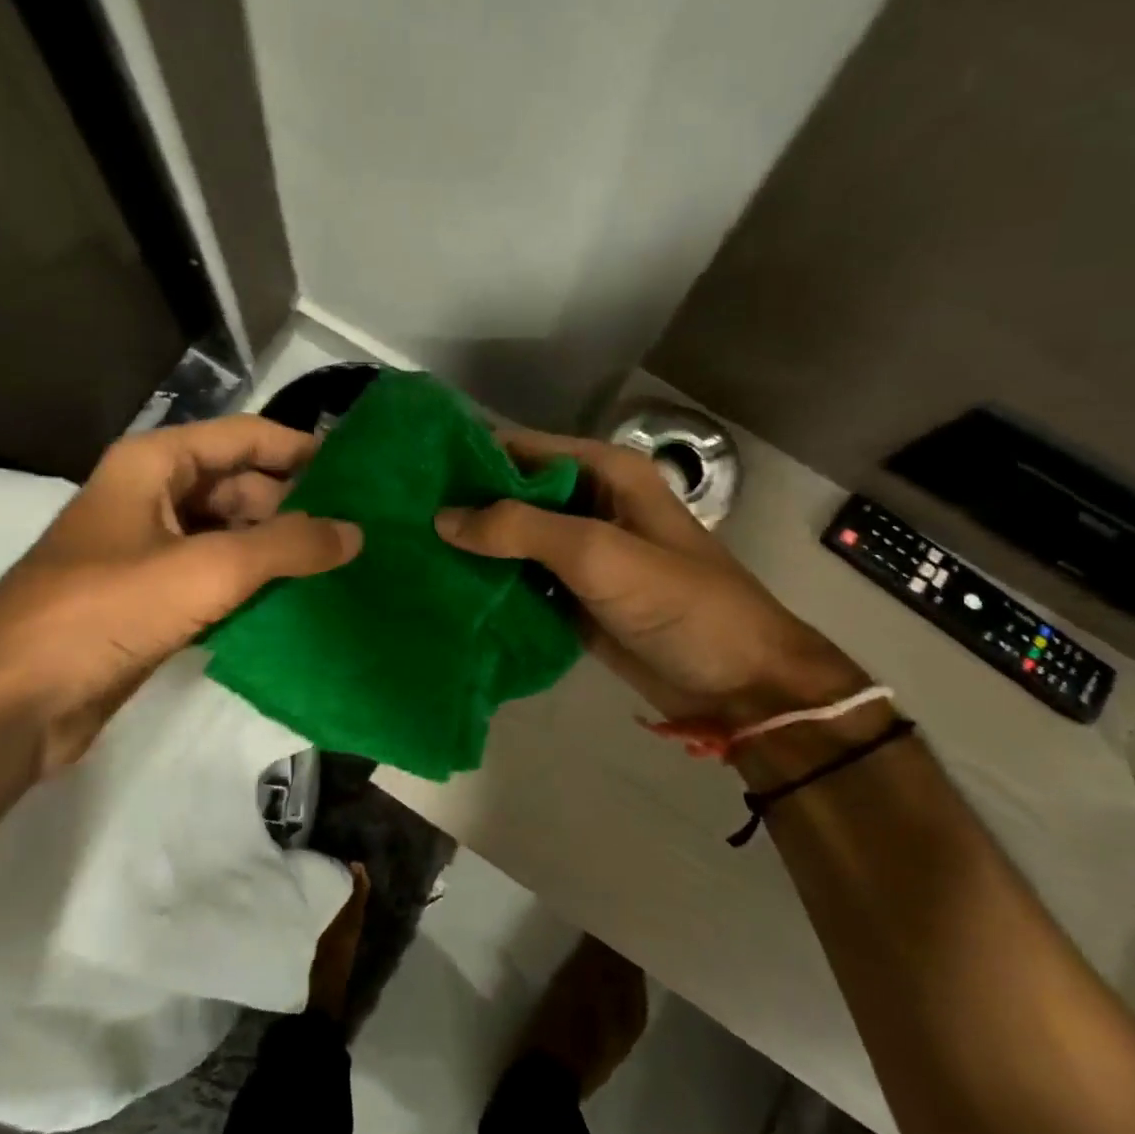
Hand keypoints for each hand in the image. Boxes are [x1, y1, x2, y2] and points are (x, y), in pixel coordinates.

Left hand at [0, 416, 361, 771]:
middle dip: (295, 505)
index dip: (299, 449)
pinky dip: (253, 586)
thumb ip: (287, 546)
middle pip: (238, 486)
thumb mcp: (206, 570)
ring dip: (277, 550)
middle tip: (358, 530)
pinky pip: (216, 579)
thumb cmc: (105, 612)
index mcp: (153, 465)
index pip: (243, 437)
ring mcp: (149, 552)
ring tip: (341, 566)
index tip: (357, 472)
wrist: (14, 701)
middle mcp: (151, 497)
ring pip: (229, 536)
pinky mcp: (151, 601)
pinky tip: (298, 603)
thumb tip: (355, 531)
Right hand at [434, 428, 863, 724]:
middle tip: (397, 520)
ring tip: (407, 553)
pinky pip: (520, 581)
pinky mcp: (572, 596)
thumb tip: (442, 517)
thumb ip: (521, 529)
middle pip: (511, 495)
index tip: (410, 474)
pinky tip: (443, 591)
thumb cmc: (680, 604)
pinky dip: (489, 585)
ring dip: (471, 548)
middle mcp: (588, 504)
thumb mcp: (600, 554)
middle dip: (462, 506)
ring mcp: (579, 553)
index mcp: (604, 473)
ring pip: (511, 540)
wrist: (737, 684)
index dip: (468, 458)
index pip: (520, 450)